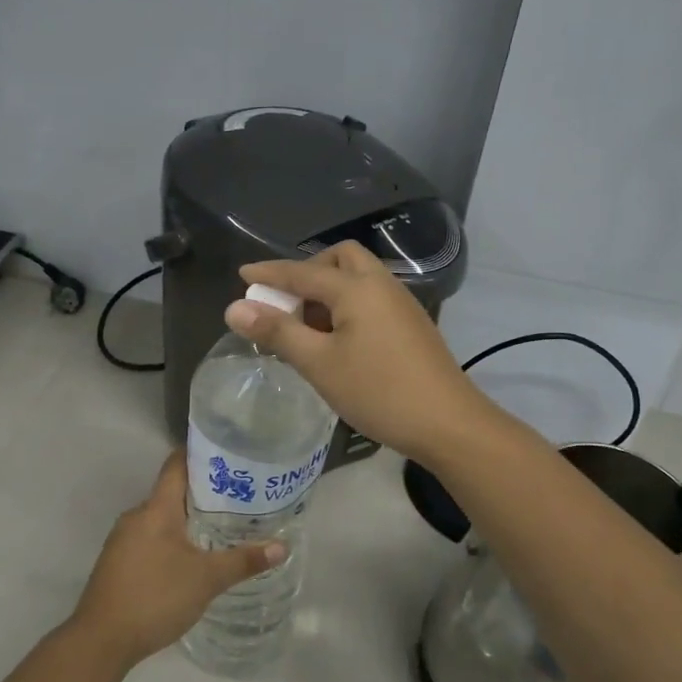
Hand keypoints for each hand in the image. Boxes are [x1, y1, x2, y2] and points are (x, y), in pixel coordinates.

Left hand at [66, 450, 284, 670]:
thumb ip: (243, 561)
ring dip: (187, 521)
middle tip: (238, 497)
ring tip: (221, 528)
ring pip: (160, 520)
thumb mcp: (206, 579)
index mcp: (155, 509)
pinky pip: (149, 539)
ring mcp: (122, 540)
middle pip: (171, 493)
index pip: (176, 466)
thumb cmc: (156, 597)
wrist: (101, 640)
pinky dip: (172, 541)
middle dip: (202, 494)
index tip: (227, 454)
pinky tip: (191, 559)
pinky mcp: (118, 563)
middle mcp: (136, 516)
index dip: (199, 455)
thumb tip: (282, 547)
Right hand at [224, 242, 494, 463]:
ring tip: (306, 326)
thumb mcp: (319, 363)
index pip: (302, 272)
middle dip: (308, 271)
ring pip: (358, 279)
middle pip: (340, 259)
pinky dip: (347, 305)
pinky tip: (337, 340)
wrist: (447, 423)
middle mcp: (381, 285)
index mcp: (357, 288)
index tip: (243, 275)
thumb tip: (234, 309)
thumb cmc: (378, 391)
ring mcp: (401, 305)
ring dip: (328, 290)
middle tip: (286, 300)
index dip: (270, 273)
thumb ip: (277, 332)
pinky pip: (371, 299)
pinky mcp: (411, 325)